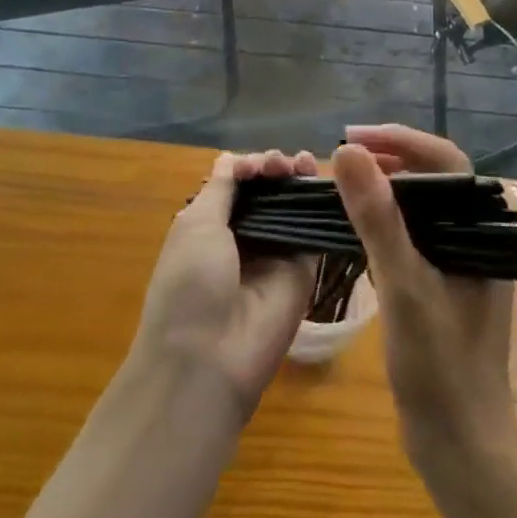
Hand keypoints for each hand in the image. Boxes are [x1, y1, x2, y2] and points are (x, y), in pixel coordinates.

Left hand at [134, 151, 317, 415]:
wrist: (210, 359)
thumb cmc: (190, 284)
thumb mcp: (195, 226)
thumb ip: (221, 189)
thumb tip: (231, 158)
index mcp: (209, 227)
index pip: (238, 185)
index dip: (250, 167)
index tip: (259, 165)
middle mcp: (243, 238)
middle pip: (267, 192)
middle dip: (276, 170)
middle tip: (283, 165)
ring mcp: (275, 255)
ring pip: (292, 207)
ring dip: (298, 180)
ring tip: (304, 164)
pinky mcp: (303, 271)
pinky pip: (314, 232)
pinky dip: (320, 205)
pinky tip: (326, 184)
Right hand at [333, 132, 516, 474]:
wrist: (459, 446)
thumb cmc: (439, 366)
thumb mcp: (405, 286)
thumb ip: (378, 217)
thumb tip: (348, 152)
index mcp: (480, 231)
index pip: (445, 161)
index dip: (400, 139)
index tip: (353, 135)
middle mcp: (473, 238)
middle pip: (432, 177)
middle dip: (389, 156)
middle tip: (342, 153)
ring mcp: (457, 261)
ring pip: (420, 204)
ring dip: (384, 185)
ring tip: (344, 178)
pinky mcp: (440, 282)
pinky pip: (412, 232)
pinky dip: (384, 217)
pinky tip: (357, 221)